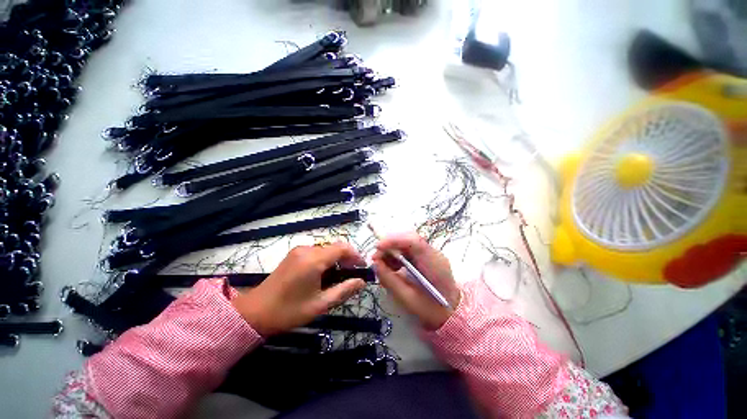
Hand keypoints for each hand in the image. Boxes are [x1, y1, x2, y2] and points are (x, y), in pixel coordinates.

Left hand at [232, 242, 366, 335]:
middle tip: (353, 273)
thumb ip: (344, 290)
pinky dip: (326, 259)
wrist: (255, 313)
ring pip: (326, 249)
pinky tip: (325, 273)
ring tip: (340, 275)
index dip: (356, 256)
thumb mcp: (320, 304)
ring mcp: (299, 250)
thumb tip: (361, 282)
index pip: (342, 248)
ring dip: (336, 258)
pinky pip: (316, 251)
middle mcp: (307, 250)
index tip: (362, 268)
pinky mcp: (294, 254)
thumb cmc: (289, 311)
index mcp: (314, 260)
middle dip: (347, 258)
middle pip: (335, 247)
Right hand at [372, 232, 460, 330]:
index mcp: (434, 264)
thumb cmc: (431, 311)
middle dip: (390, 244)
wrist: (452, 314)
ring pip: (408, 242)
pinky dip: (397, 255)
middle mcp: (434, 254)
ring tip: (382, 263)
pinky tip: (393, 266)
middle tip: (376, 256)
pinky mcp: (427, 257)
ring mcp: (431, 254)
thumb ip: (390, 280)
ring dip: (392, 249)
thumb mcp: (407, 299)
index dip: (394, 240)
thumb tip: (375, 264)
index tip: (377, 247)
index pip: (414, 242)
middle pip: (410, 238)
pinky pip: (409, 249)